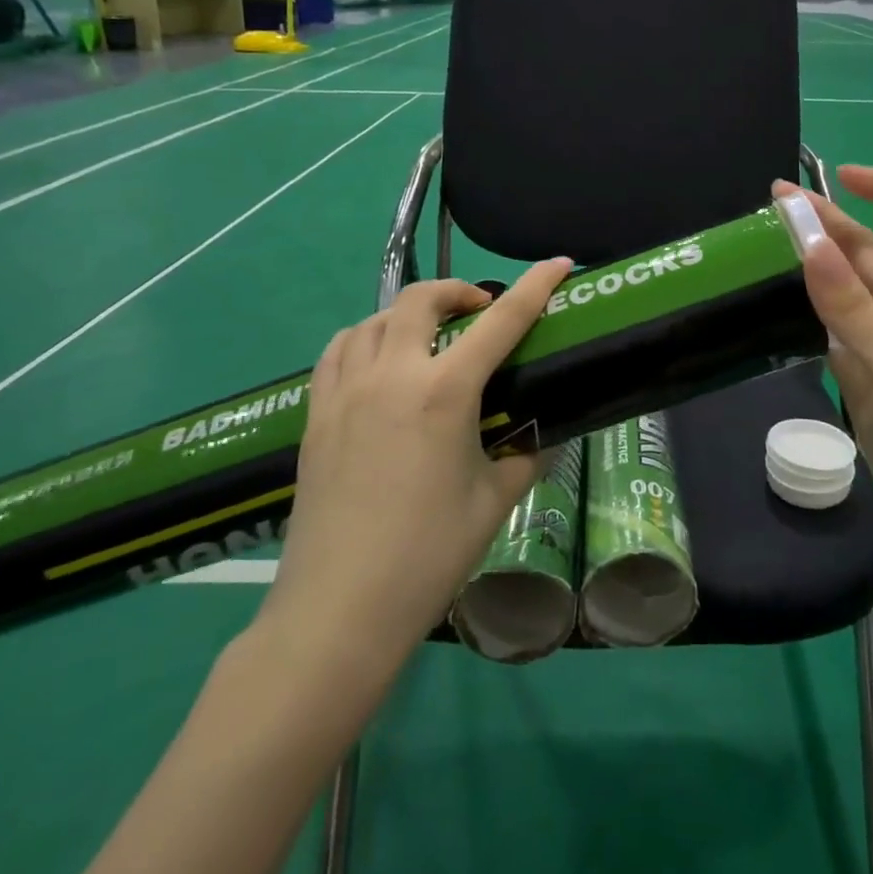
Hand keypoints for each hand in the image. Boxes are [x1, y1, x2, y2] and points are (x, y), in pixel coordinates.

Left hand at [254, 259, 573, 669]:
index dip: (534, 286)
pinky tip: (378, 365)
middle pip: (421, 300)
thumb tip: (543, 437)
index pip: (501, 321)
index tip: (557, 264)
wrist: (339, 609)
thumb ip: (524, 456)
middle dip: (458, 291)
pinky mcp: (315, 414)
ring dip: (408, 314)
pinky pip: (339, 352)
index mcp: (444, 393)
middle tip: (480, 311)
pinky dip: (365, 339)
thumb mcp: (494, 502)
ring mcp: (345, 391)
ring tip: (428, 337)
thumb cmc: (428, 555)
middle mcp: (392, 375)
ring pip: (373, 319)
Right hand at [775, 165, 872, 554]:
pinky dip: (805, 314)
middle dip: (826, 223)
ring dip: (810, 267)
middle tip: (769, 207)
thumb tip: (809, 241)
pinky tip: (772, 309)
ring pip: (843, 293)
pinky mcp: (864, 382)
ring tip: (759, 251)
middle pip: (866, 254)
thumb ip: (849, 304)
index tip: (841, 176)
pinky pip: (831, 334)